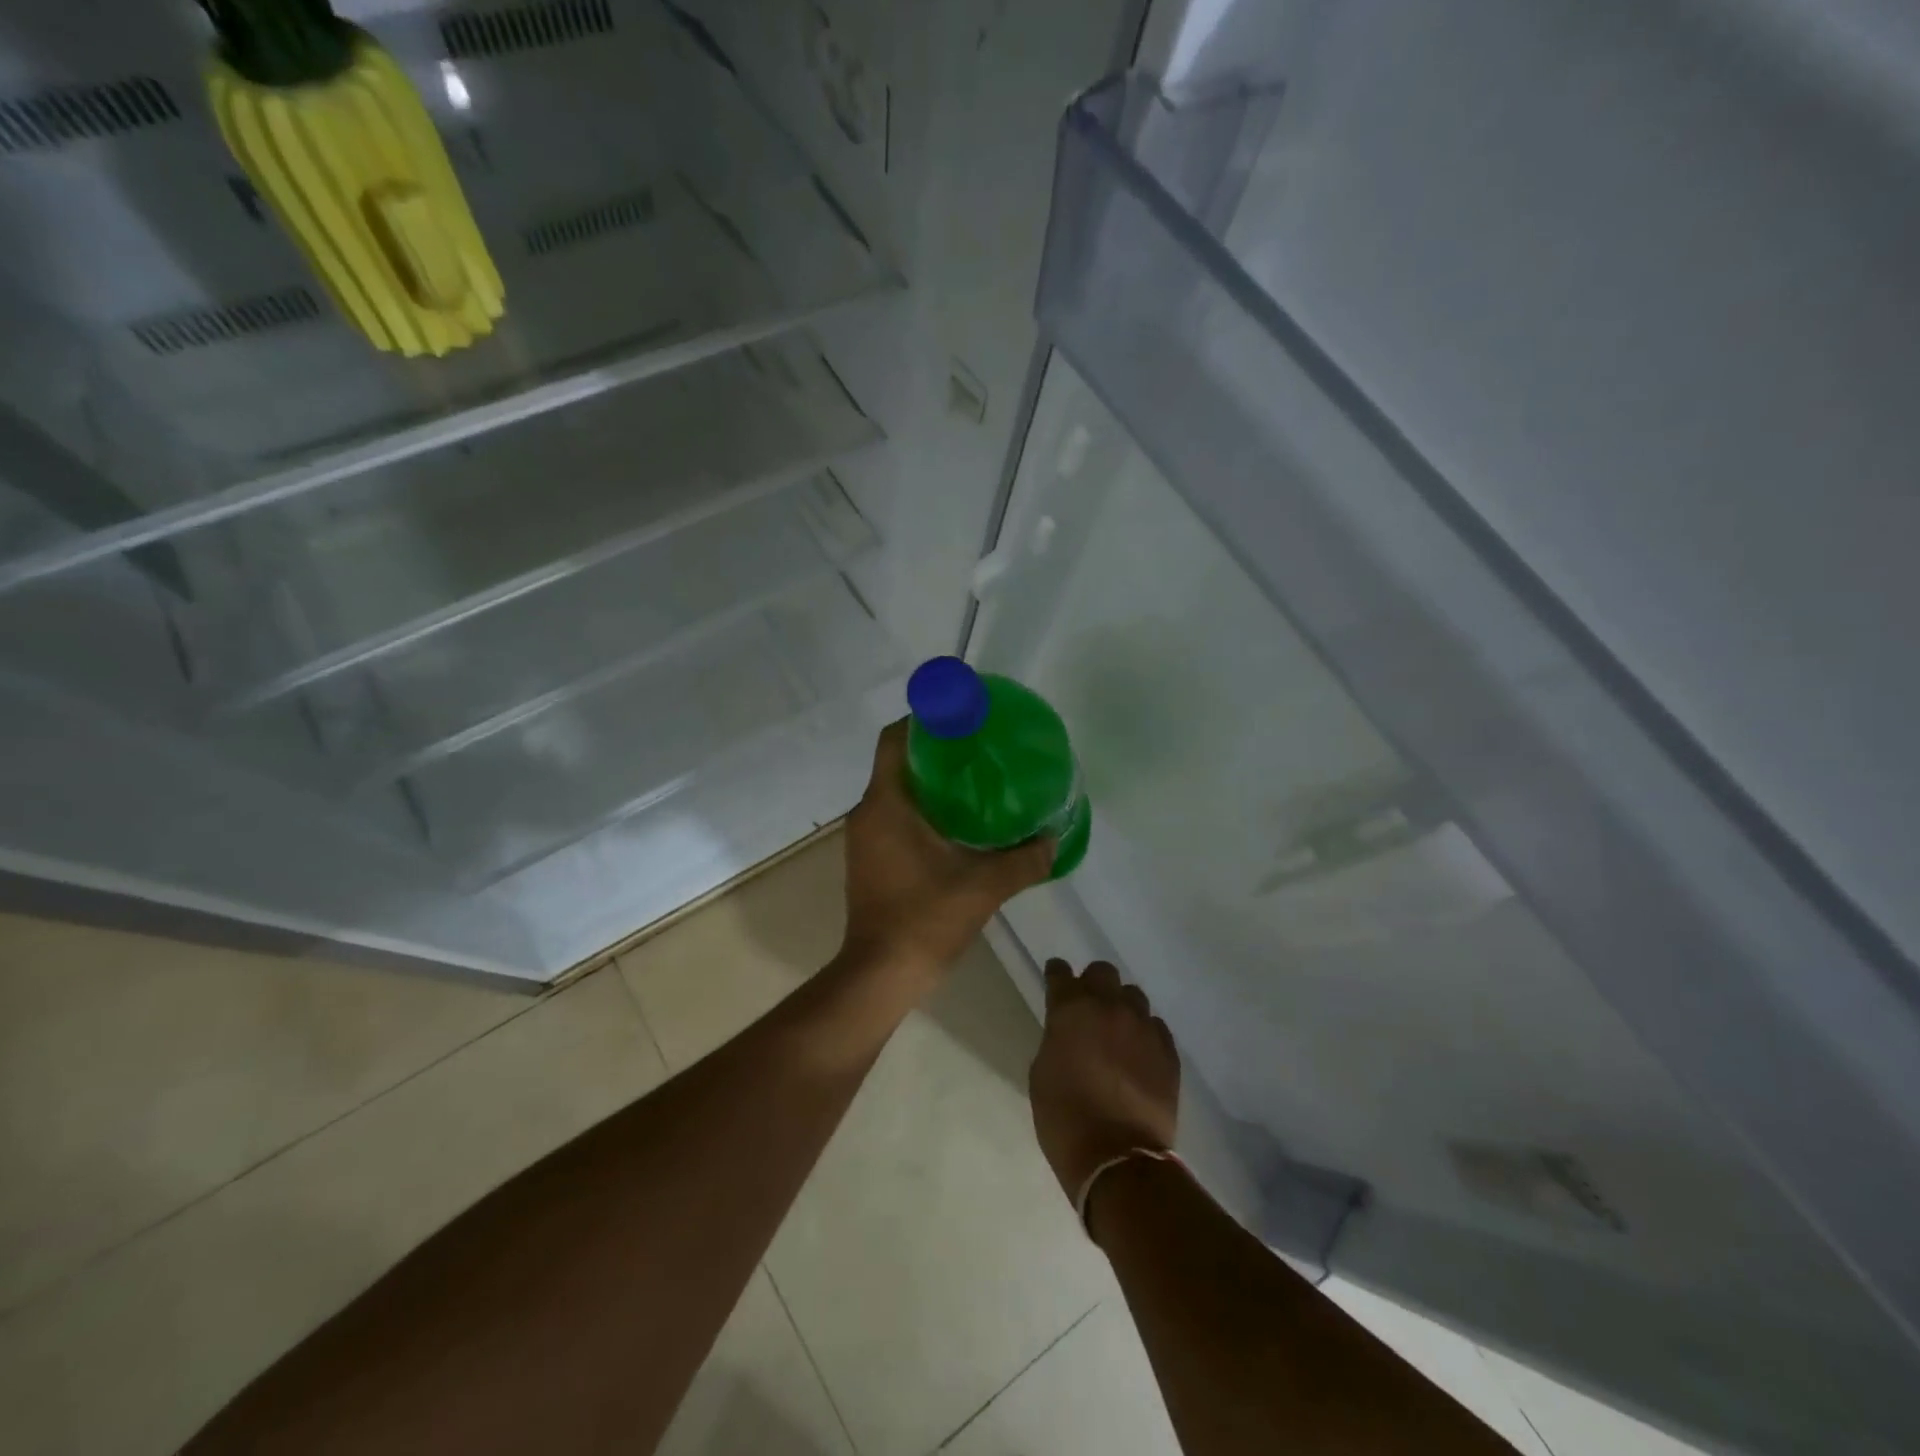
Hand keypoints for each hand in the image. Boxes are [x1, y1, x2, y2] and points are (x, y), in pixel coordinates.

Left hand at [841, 720, 1053, 982]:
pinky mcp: (870, 858)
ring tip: (977, 782)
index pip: (895, 740)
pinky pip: (895, 816)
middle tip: (982, 749)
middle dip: (938, 751)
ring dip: (932, 782)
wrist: (881, 975)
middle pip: (899, 762)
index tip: (961, 718)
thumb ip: (1023, 861)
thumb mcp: (983, 887)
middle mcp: (868, 812)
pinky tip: (959, 824)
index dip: (924, 720)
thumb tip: (1054, 839)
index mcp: (887, 804)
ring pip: (898, 791)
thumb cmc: (925, 920)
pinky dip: (923, 809)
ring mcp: (865, 837)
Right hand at [1029, 960, 1180, 1201]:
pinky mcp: (1168, 1050)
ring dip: (1122, 1006)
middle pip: (1103, 972)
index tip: (1056, 979)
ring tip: (1118, 1031)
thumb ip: (1056, 1039)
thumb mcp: (1043, 1073)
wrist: (1117, 1158)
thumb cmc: (1065, 1117)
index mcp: (1070, 1010)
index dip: (1057, 975)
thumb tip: (1068, 1033)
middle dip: (1093, 983)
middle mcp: (1109, 1007)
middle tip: (1089, 1006)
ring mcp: (1143, 1026)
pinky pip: (1155, 1026)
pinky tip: (1139, 1054)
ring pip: (1133, 996)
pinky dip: (1144, 1033)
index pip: (1060, 973)